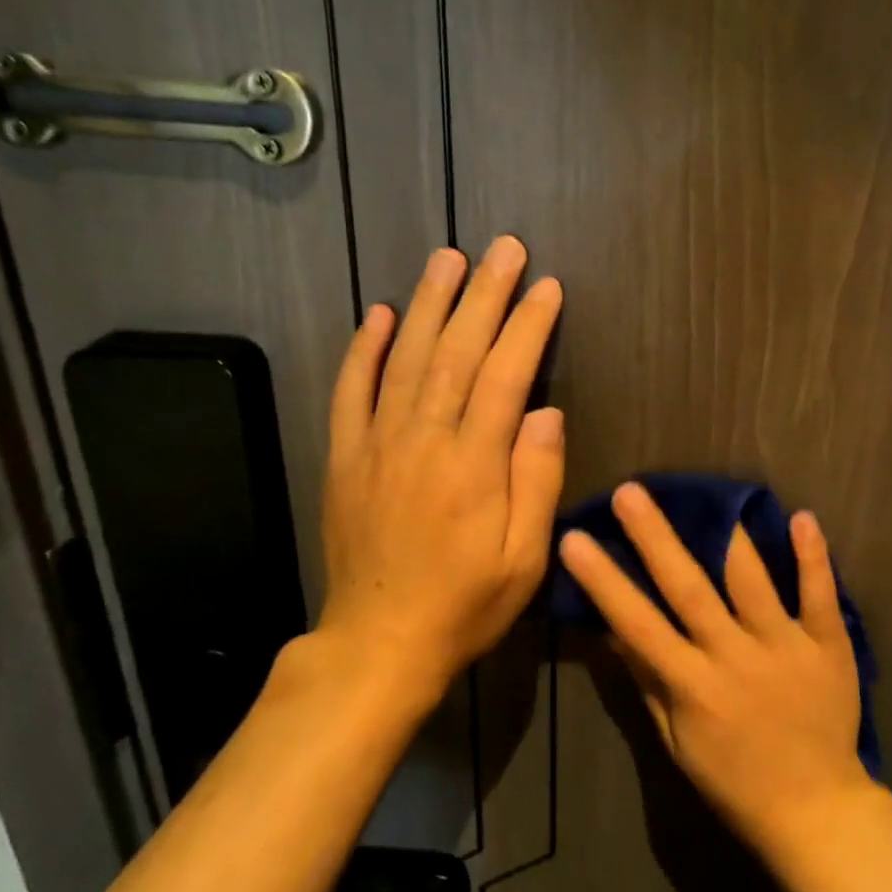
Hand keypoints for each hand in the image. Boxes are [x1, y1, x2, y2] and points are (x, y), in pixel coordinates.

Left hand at [317, 236, 563, 704]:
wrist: (379, 643)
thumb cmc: (465, 603)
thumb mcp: (524, 558)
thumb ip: (536, 480)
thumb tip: (546, 411)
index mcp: (473, 465)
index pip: (506, 376)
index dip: (528, 327)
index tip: (546, 286)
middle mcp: (424, 440)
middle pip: (458, 353)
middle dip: (485, 295)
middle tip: (504, 248)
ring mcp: (378, 444)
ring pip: (406, 358)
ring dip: (430, 304)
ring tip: (449, 259)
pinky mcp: (345, 456)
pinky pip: (351, 391)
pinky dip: (365, 348)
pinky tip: (381, 313)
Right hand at [559, 483, 874, 851]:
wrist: (818, 813)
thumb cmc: (735, 781)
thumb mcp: (676, 743)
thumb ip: (647, 682)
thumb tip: (611, 630)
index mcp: (693, 686)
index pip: (638, 624)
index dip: (604, 581)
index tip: (575, 539)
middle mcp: (734, 657)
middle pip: (689, 588)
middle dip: (655, 538)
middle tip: (630, 492)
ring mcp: (784, 647)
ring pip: (752, 581)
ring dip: (730, 536)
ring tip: (711, 493)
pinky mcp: (828, 646)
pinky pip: (820, 596)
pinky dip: (813, 557)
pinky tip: (802, 517)